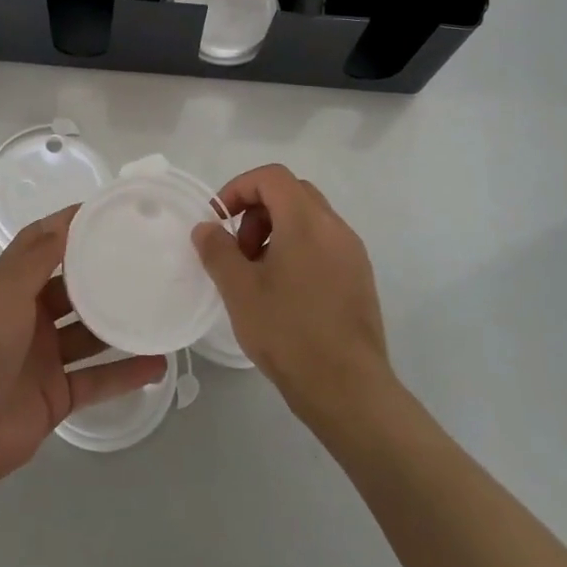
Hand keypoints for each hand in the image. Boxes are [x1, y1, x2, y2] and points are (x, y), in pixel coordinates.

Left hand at [0, 207, 167, 490]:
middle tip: (147, 260)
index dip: (70, 226)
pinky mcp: (58, 395)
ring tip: (160, 308)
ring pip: (90, 335)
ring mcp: (45, 358)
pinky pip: (98, 380)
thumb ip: (36, 258)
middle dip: (104, 275)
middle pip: (73, 289)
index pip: (43, 245)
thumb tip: (66, 219)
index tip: (109, 211)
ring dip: (120, 325)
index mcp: (11, 288)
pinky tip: (158, 365)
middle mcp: (29, 318)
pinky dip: (126, 374)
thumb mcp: (5, 293)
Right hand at [193, 164, 393, 428]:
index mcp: (306, 221)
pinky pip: (324, 244)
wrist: (349, 389)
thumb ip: (218, 250)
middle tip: (239, 250)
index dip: (239, 188)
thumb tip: (206, 228)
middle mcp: (334, 227)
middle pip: (291, 193)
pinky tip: (284, 292)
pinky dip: (298, 249)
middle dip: (257, 211)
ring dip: (277, 231)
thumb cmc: (289, 333)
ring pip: (309, 219)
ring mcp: (352, 252)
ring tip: (258, 274)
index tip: (219, 220)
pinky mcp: (359, 277)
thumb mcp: (239, 290)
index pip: (271, 177)